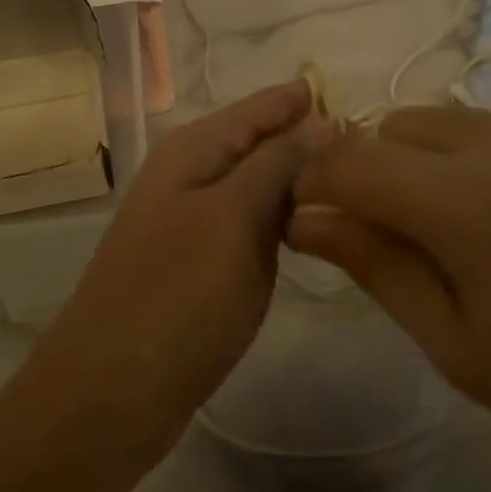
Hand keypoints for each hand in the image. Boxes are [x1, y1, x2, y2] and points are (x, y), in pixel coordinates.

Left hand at [30, 81, 331, 455]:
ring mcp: (194, 219)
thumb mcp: (233, 218)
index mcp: (193, 149)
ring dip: (299, 182)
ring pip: (258, 183)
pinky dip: (282, 220)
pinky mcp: (200, 260)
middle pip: (260, 141)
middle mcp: (190, 173)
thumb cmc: (177, 296)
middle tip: (378, 151)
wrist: (112, 390)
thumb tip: (318, 117)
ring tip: (359, 184)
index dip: (309, 101)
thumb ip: (276, 163)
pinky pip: (250, 223)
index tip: (368, 107)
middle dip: (311, 140)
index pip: (263, 105)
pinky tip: (315, 229)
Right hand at [287, 107, 490, 491]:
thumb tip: (305, 220)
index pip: (351, 157)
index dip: (316, 184)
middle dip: (379, 171)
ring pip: (465, 122)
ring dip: (442, 166)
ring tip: (484, 239)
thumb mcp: (463, 350)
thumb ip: (377, 267)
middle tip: (406, 243)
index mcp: (473, 201)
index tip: (314, 222)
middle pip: (403, 125)